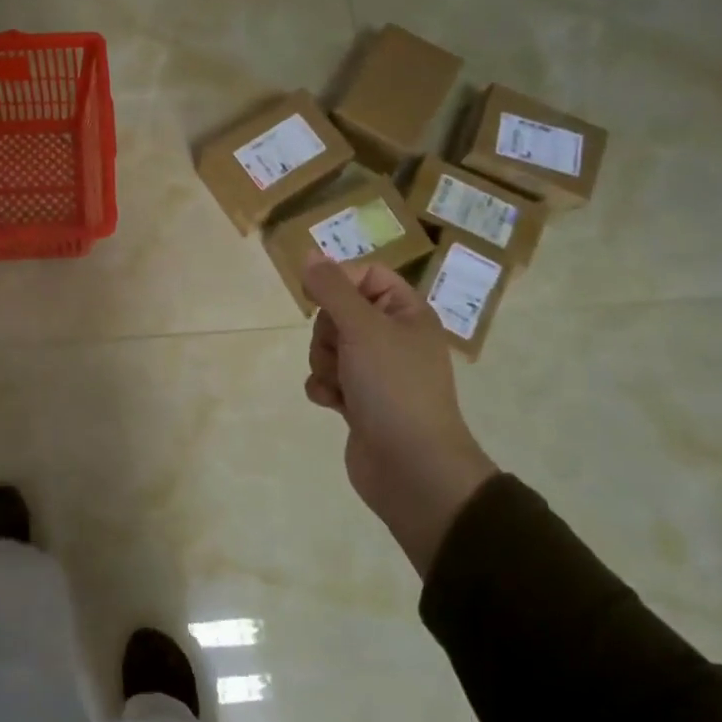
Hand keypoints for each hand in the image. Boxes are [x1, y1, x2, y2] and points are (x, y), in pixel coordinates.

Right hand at [301, 252, 495, 574]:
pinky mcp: (360, 401)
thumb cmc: (394, 387)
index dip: (340, 283)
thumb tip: (309, 254)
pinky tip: (335, 404)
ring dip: (324, 363)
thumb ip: (332, 288)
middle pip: (340, 312)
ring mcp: (376, 372)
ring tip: (341, 384)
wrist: (412, 467)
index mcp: (407, 313)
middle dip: (328, 333)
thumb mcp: (362, 328)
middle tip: (343, 352)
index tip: (320, 299)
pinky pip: (327, 378)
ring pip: (329, 347)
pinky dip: (325, 388)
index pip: (367, 275)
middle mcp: (393, 338)